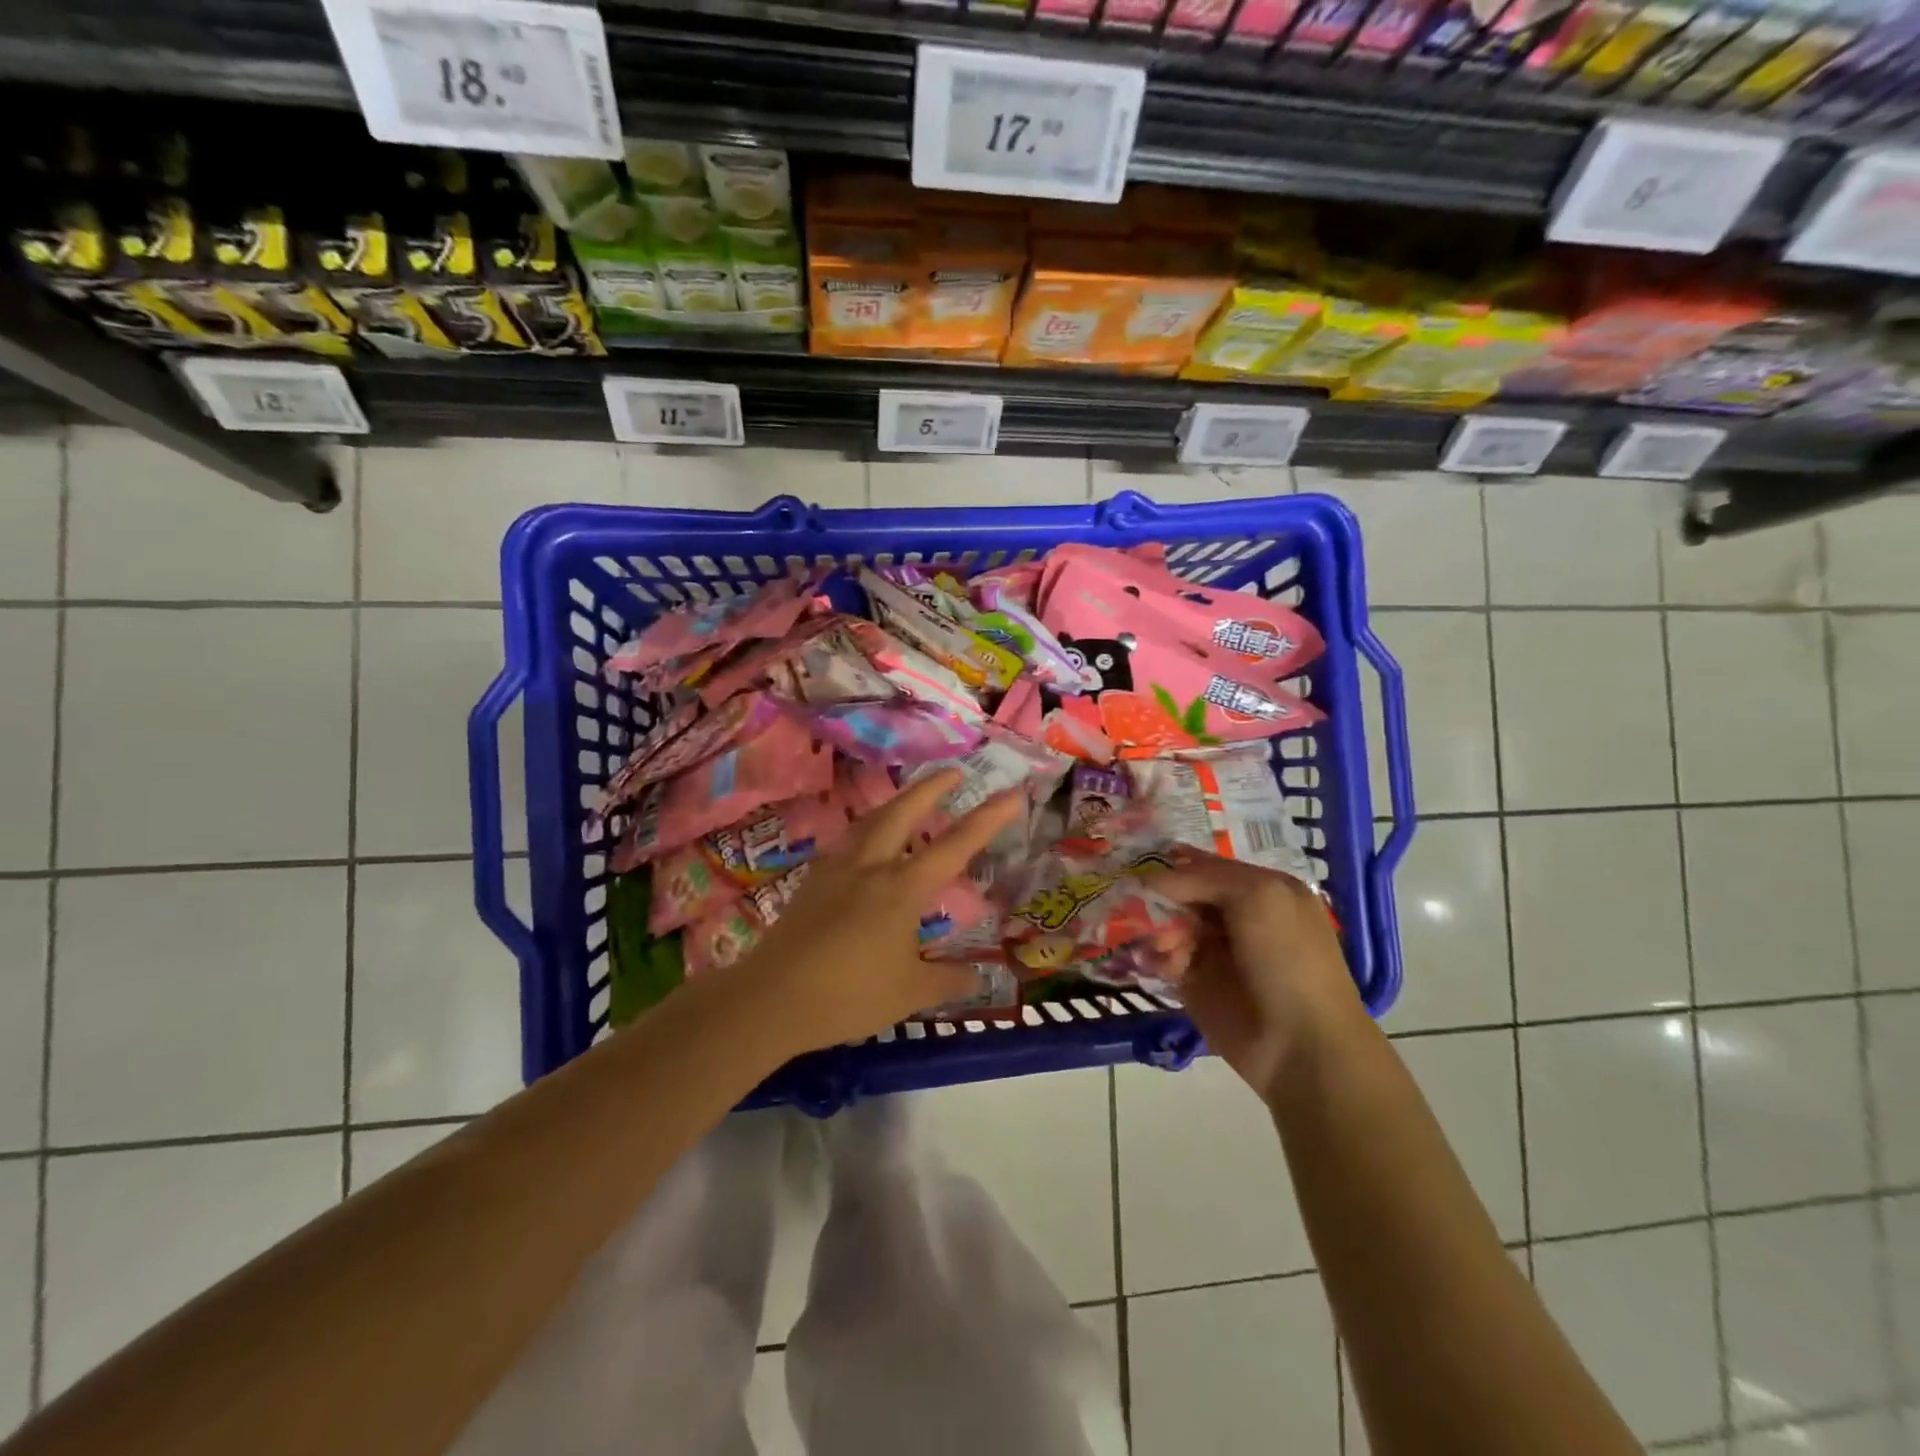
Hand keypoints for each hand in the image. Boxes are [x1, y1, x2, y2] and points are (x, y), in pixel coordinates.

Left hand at [726, 769, 1024, 1055]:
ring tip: (910, 799)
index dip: (988, 818)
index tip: (1013, 793)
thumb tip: (978, 976)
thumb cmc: (848, 996)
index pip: (955, 846)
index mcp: (901, 889)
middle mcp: (870, 867)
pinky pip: (848, 841)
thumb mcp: (910, 994)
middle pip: (904, 812)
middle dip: (932, 787)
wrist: (771, 999)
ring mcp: (836, 869)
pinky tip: (866, 843)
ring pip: (871, 821)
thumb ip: (947, 980)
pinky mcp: (812, 881)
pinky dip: (867, 829)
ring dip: (897, 803)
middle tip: (954, 771)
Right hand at [1156, 852, 1365, 1102]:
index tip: (1138, 866)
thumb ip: (1201, 877)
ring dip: (1158, 930)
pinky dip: (1157, 957)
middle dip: (1160, 899)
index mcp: (1260, 888)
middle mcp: (1236, 915)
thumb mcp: (1257, 897)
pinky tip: (1166, 967)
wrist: (1302, 1045)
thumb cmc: (1287, 959)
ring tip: (1167, 948)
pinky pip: (1164, 958)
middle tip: (1146, 911)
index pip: (1204, 865)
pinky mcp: (1195, 982)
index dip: (1172, 864)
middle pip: (1181, 894)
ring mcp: (1214, 950)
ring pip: (1168, 924)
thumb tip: (1150, 880)